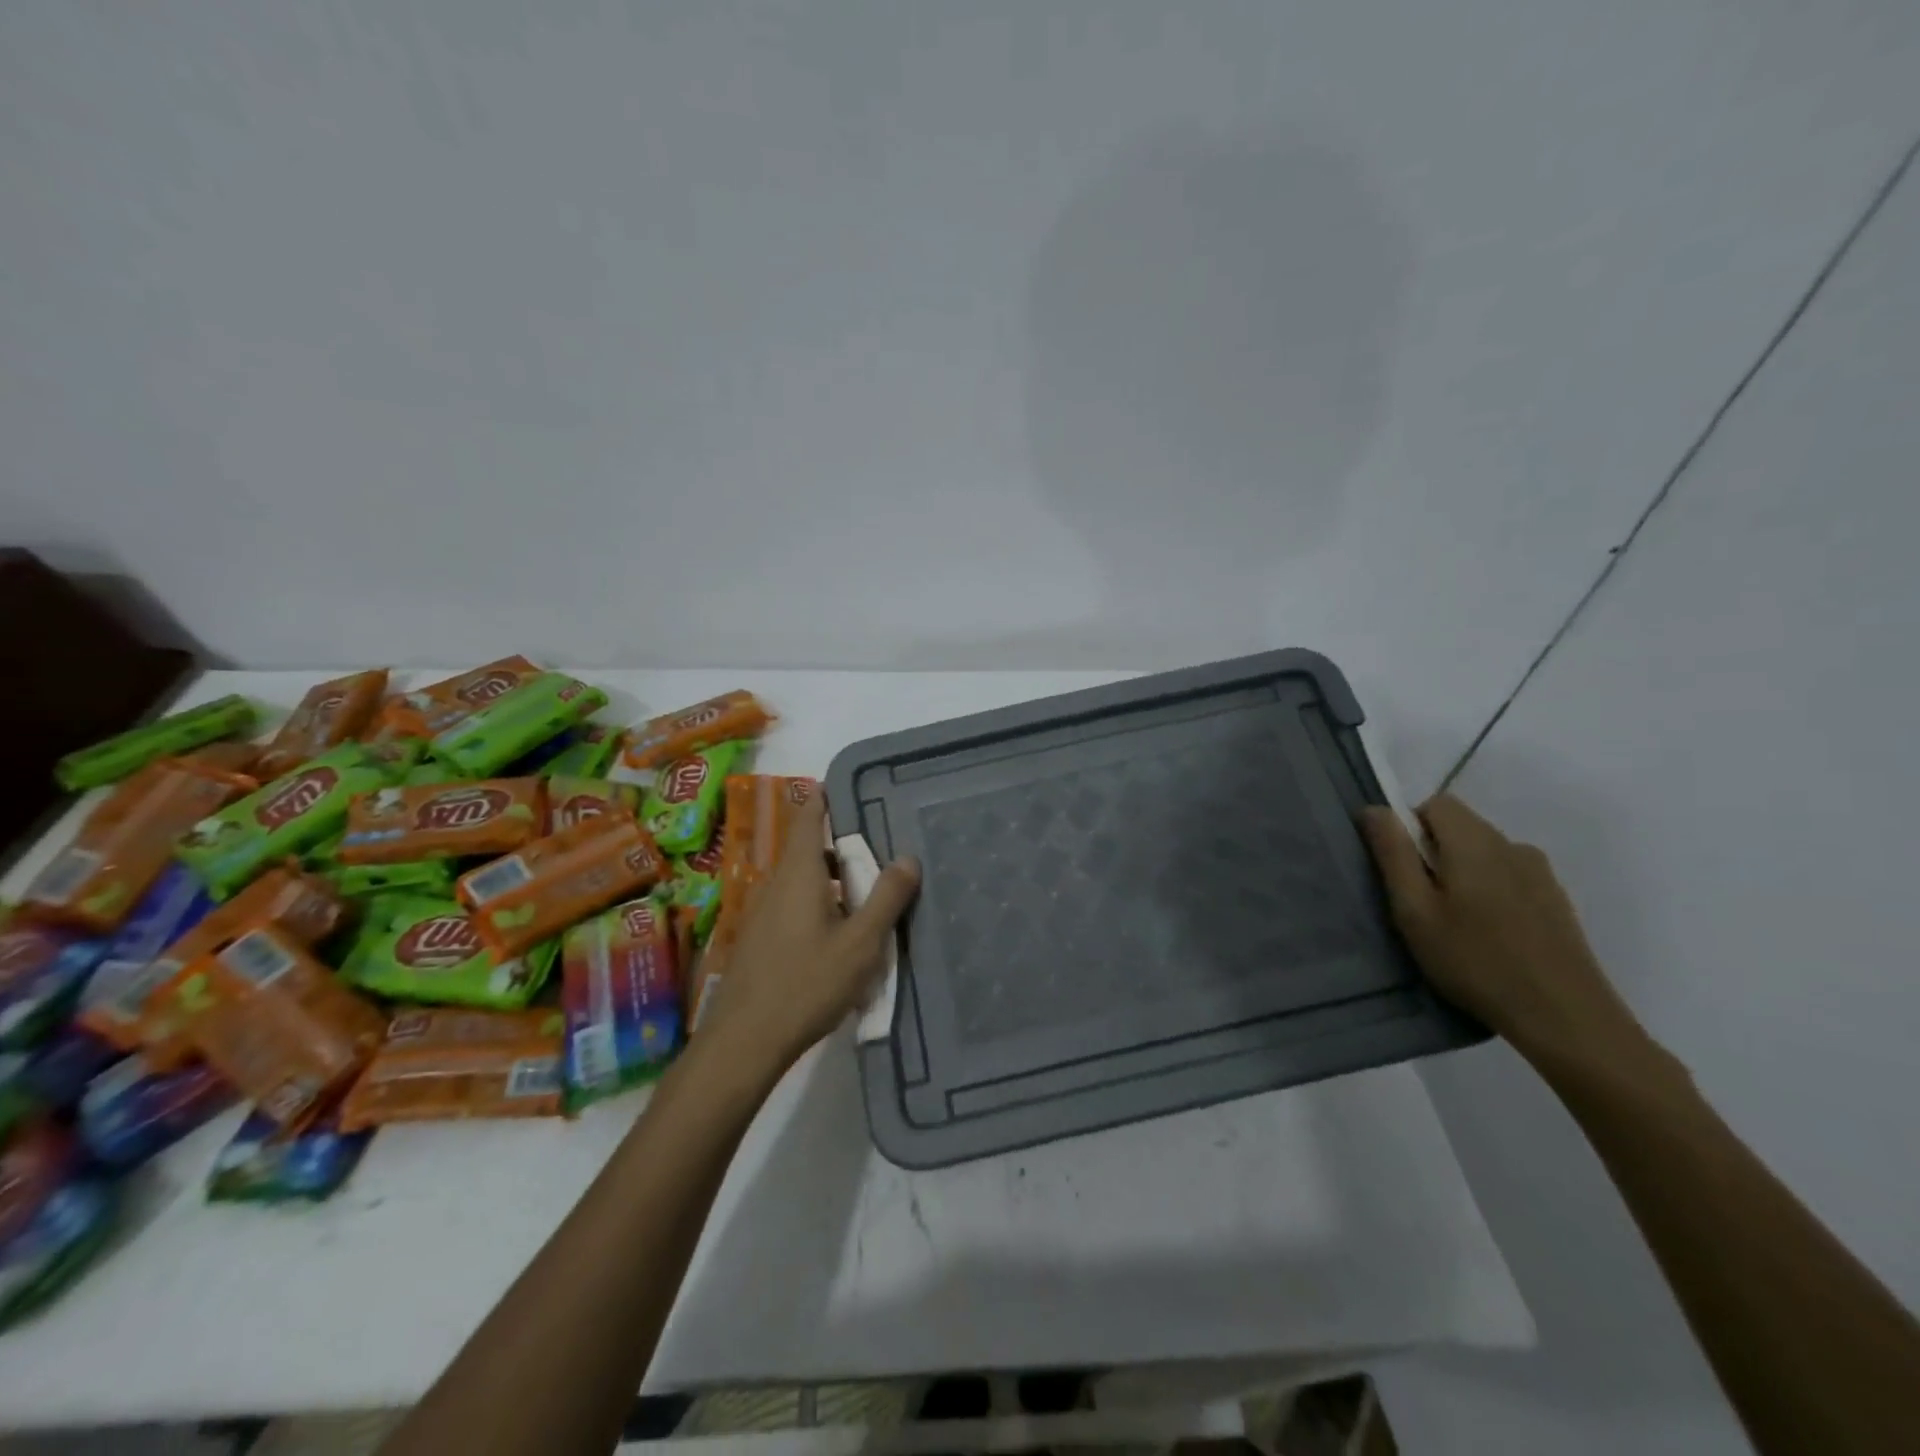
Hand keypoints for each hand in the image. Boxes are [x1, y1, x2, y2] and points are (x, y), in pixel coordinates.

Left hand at [700, 793, 920, 1074]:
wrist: (745, 1041)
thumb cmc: (806, 984)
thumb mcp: (860, 943)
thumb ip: (886, 898)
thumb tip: (908, 857)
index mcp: (799, 873)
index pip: (809, 817)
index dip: (828, 798)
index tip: (854, 788)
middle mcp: (776, 883)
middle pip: (810, 849)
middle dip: (844, 845)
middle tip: (882, 849)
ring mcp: (764, 912)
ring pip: (803, 880)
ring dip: (834, 879)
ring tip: (870, 894)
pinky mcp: (760, 939)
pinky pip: (794, 904)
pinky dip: (820, 902)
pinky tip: (841, 934)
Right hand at [1360, 794, 1649, 1070]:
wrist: (1565, 1016)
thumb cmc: (1475, 961)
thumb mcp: (1415, 910)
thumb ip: (1393, 854)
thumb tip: (1375, 809)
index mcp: (1475, 842)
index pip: (1436, 803)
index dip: (1410, 827)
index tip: (1404, 871)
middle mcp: (1512, 845)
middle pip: (1461, 826)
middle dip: (1433, 852)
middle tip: (1423, 903)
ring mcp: (1540, 872)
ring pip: (1485, 852)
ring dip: (1462, 872)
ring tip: (1456, 924)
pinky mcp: (1556, 899)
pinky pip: (1508, 875)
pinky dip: (1489, 891)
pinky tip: (1489, 935)